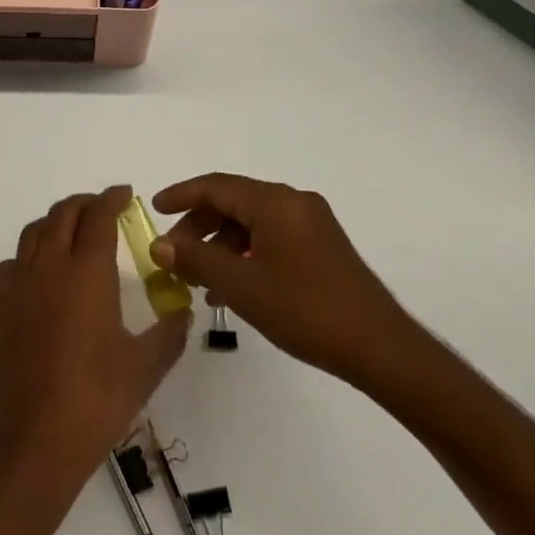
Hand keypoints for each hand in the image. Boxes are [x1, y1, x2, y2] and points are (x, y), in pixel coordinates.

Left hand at [0, 186, 190, 481]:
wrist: (37, 441)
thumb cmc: (97, 400)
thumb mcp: (146, 366)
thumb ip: (169, 331)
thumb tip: (182, 311)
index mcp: (88, 273)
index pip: (99, 216)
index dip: (111, 199)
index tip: (124, 194)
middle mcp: (50, 267)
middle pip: (64, 214)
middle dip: (85, 204)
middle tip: (102, 210)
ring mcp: (17, 284)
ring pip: (34, 232)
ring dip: (55, 223)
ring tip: (71, 235)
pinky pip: (6, 265)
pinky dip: (23, 259)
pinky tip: (35, 278)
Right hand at [151, 173, 431, 392]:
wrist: (380, 347)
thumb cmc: (306, 311)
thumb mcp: (242, 286)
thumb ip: (197, 260)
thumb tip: (160, 246)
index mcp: (275, 202)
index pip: (216, 186)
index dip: (181, 195)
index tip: (154, 209)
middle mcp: (294, 202)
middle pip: (234, 202)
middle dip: (199, 225)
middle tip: (175, 256)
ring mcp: (312, 223)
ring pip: (252, 222)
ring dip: (221, 244)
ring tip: (200, 281)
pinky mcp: (322, 246)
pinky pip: (272, 237)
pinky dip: (246, 253)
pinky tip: (233, 287)